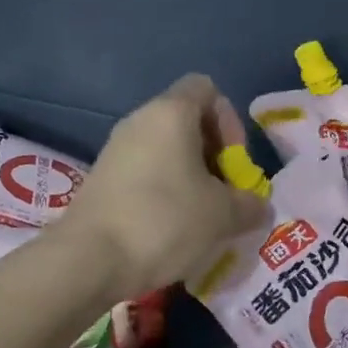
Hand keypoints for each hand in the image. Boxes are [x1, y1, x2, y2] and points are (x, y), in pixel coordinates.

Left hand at [59, 75, 269, 298]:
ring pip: (165, 148)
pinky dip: (164, 190)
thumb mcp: (222, 215)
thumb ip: (249, 204)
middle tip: (224, 194)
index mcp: (170, 112)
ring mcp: (116, 149)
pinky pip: (144, 170)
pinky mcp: (102, 177)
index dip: (229, 120)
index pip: (206, 88)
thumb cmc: (164, 221)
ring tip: (201, 216)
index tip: (233, 161)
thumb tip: (258, 206)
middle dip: (213, 154)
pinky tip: (170, 227)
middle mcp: (140, 120)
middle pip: (186, 120)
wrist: (88, 259)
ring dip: (190, 176)